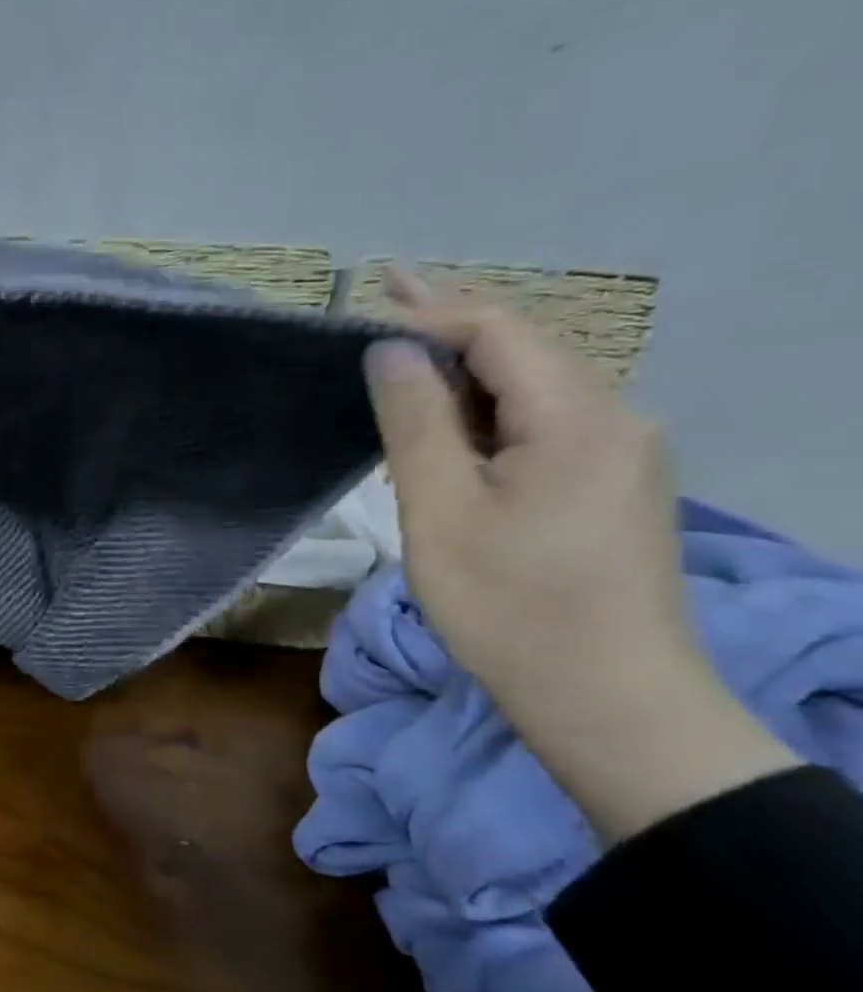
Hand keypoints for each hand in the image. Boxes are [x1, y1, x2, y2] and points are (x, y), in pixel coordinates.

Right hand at [366, 268, 795, 838]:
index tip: (369, 293)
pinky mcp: (612, 485)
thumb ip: (416, 421)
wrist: (607, 698)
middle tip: (383, 295)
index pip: (500, 331)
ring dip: (465, 368)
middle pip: (524, 349)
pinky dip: (488, 408)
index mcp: (579, 417)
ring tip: (402, 356)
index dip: (430, 307)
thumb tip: (390, 350)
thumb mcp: (442, 510)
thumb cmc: (509, 606)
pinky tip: (450, 418)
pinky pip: (544, 423)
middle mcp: (616, 418)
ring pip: (533, 387)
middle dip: (449, 323)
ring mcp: (623, 453)